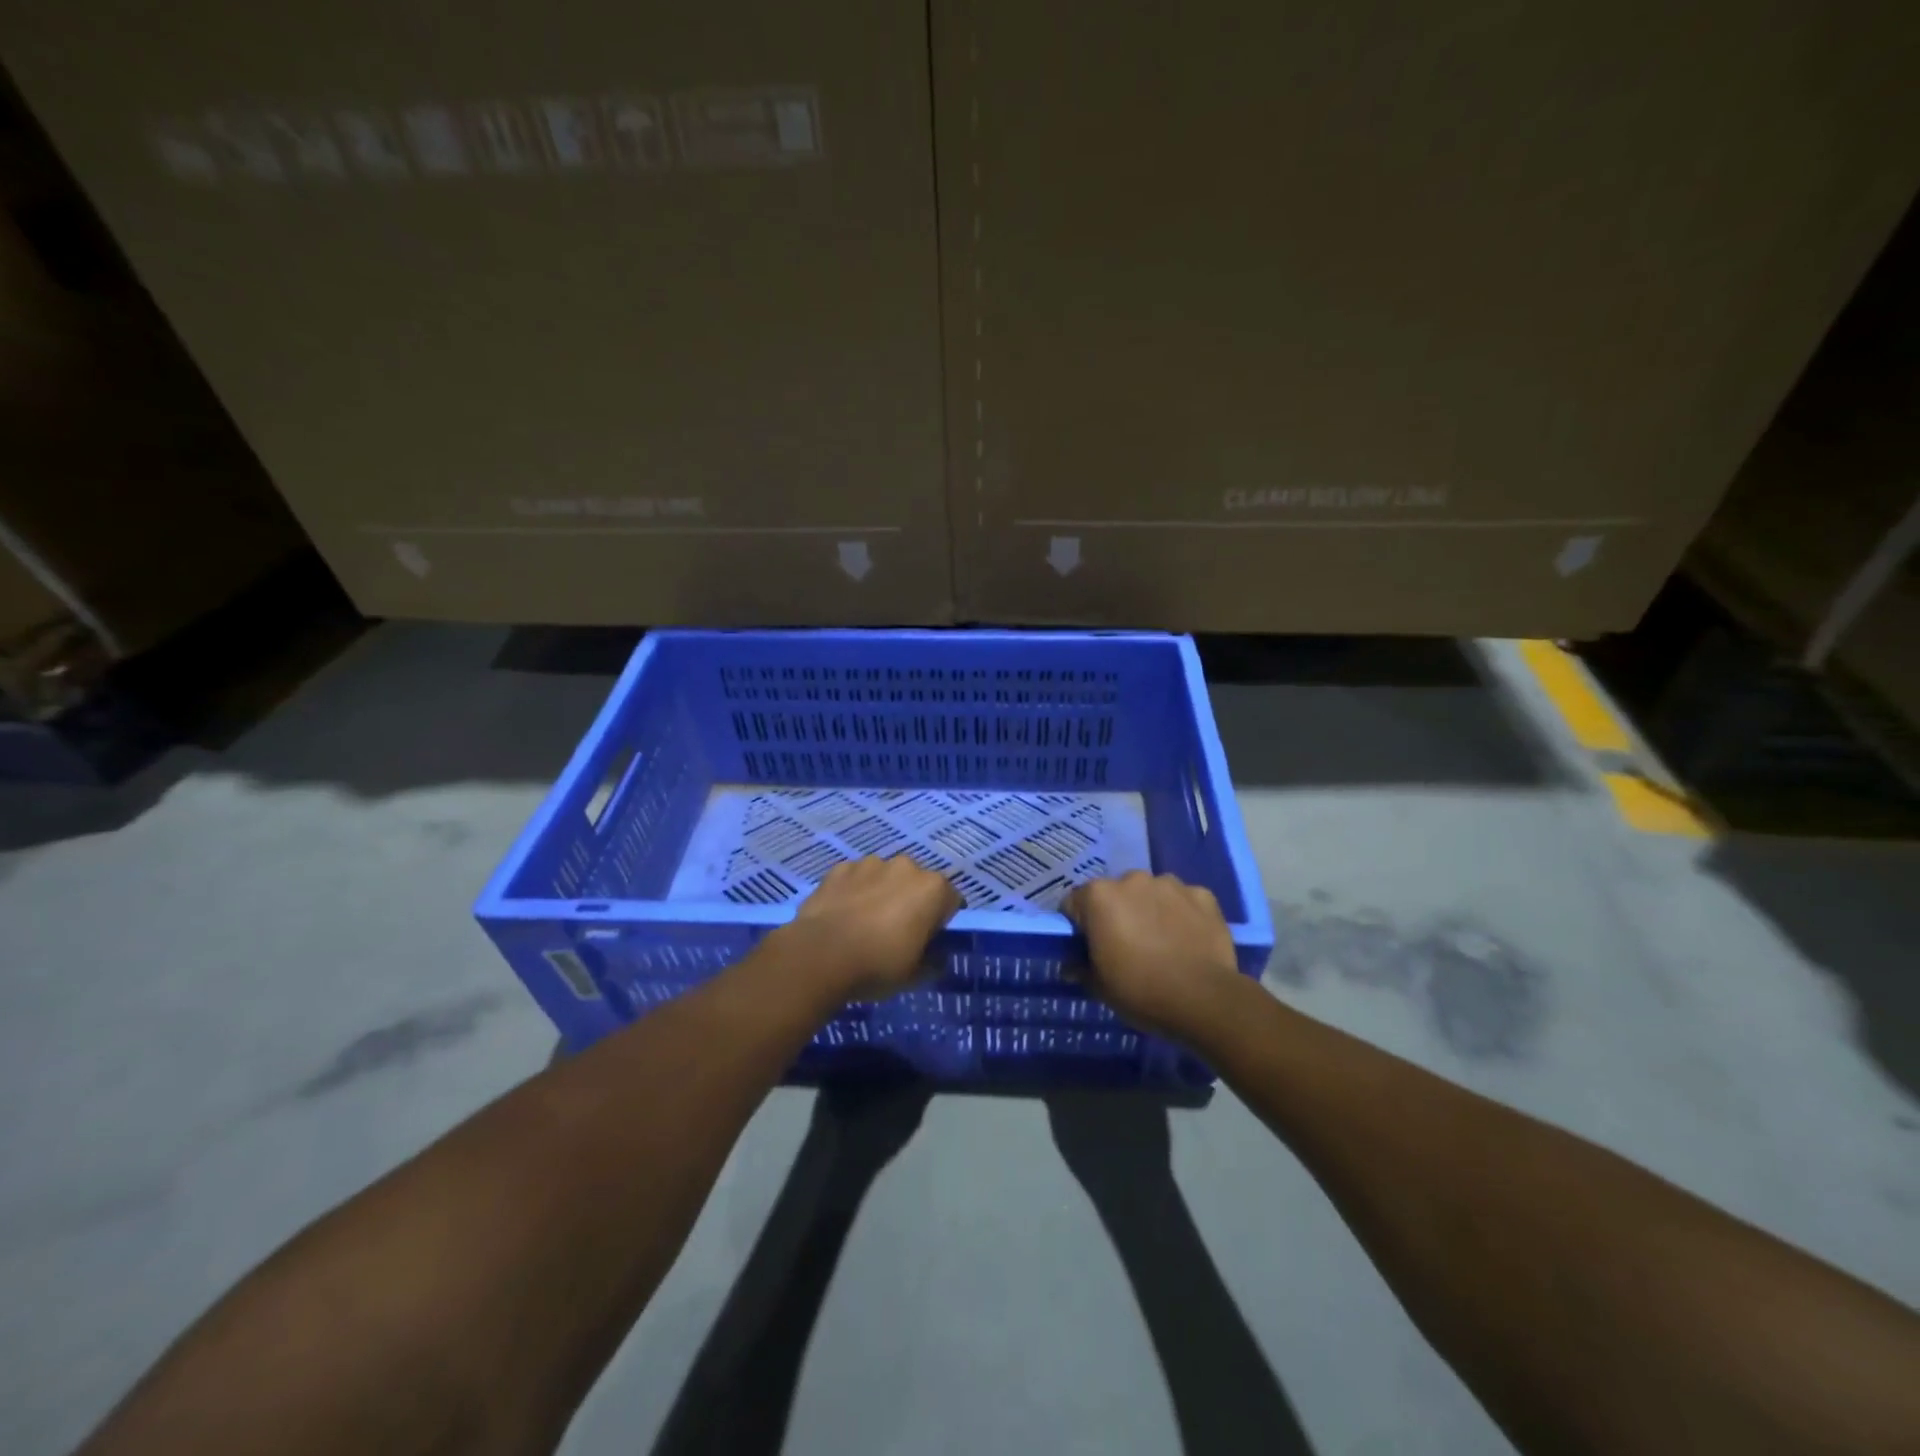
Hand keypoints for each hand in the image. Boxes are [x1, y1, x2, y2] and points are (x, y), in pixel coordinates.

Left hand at [783, 856, 961, 1001]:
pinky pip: (856, 878)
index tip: (928, 941)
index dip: (942, 922)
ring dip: (882, 893)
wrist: (820, 955)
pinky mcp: (841, 867)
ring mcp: (871, 863)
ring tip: (865, 923)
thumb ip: (934, 961)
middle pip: (918, 884)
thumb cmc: (878, 965)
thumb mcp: (916, 975)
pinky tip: (843, 915)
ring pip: (886, 877)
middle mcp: (906, 866)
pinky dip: (855, 891)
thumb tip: (937, 956)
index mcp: (933, 889)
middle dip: (912, 902)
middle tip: (897, 932)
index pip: (952, 902)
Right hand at [1061, 872, 1241, 1038]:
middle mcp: (1132, 879)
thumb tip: (1071, 965)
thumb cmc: (1141, 991)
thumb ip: (1080, 969)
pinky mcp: (1202, 894)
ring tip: (1161, 942)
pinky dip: (1181, 914)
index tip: (1089, 948)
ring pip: (1151, 893)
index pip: (1075, 903)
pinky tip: (1187, 939)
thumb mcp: (1099, 987)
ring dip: (1150, 909)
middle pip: (1115, 893)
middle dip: (1116, 913)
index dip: (1079, 926)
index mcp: (1099, 896)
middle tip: (1126, 946)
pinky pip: (1183, 900)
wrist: (1204, 999)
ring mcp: (1170, 884)